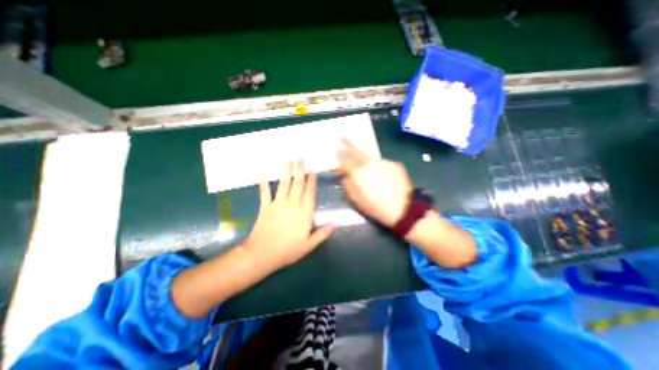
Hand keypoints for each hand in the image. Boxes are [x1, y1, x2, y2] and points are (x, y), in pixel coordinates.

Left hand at [241, 159, 335, 268]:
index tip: (312, 170)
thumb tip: (336, 224)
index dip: (312, 180)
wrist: (263, 254)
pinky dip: (264, 182)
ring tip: (288, 159)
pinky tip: (263, 172)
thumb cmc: (288, 250)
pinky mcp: (265, 207)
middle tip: (301, 157)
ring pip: (284, 184)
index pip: (310, 192)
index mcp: (304, 212)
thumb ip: (323, 233)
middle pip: (298, 184)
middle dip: (300, 169)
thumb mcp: (309, 244)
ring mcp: (278, 204)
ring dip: (286, 171)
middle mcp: (292, 204)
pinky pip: (265, 192)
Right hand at [340, 138, 410, 224]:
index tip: (335, 154)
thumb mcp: (356, 199)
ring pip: (371, 160)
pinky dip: (380, 169)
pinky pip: (383, 164)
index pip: (345, 160)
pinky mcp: (395, 164)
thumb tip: (345, 176)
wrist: (403, 208)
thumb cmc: (375, 206)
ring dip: (367, 163)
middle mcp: (370, 163)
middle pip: (357, 152)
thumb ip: (347, 184)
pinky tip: (383, 178)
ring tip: (370, 174)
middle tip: (343, 138)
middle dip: (348, 144)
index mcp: (358, 172)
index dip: (339, 157)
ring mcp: (384, 162)